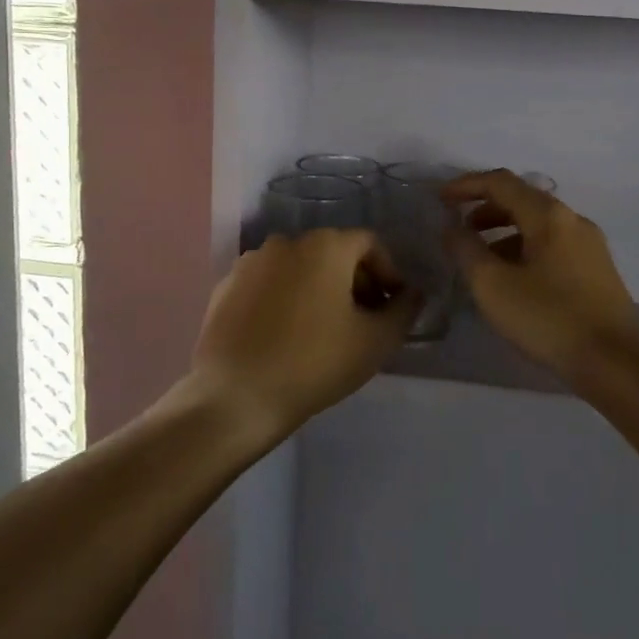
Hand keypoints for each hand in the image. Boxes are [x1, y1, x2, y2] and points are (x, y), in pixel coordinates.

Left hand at [190, 229, 416, 437]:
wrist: (235, 396)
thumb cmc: (314, 362)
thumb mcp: (375, 341)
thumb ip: (403, 310)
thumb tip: (412, 294)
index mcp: (325, 245)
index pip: (370, 244)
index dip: (389, 272)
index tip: (393, 307)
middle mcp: (287, 241)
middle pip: (333, 253)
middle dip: (355, 282)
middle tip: (364, 321)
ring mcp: (251, 262)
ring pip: (299, 268)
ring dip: (319, 289)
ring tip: (325, 330)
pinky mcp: (226, 287)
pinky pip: (269, 284)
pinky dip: (285, 299)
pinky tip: (287, 336)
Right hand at [442, 170, 638, 383]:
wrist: (617, 363)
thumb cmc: (549, 319)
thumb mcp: (493, 286)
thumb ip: (466, 250)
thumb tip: (451, 226)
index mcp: (548, 215)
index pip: (501, 182)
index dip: (466, 185)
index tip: (439, 199)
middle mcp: (572, 219)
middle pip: (522, 199)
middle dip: (485, 209)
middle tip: (458, 230)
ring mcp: (589, 244)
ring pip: (538, 224)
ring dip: (504, 231)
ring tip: (480, 258)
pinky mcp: (596, 269)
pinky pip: (552, 244)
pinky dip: (524, 248)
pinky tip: (512, 278)